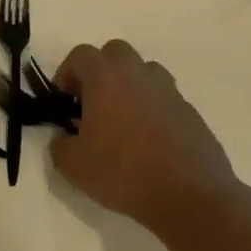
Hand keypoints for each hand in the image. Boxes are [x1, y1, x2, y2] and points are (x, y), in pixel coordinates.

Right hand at [48, 40, 237, 235]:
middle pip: (116, 53)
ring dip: (129, 86)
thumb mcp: (72, 166)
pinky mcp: (191, 113)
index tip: (63, 100)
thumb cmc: (123, 173)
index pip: (80, 55)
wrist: (190, 197)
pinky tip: (148, 142)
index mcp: (106, 78)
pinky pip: (164, 100)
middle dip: (100, 71)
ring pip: (145, 72)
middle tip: (92, 103)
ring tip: (122, 120)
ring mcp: (169, 92)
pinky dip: (152, 110)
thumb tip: (64, 137)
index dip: (66, 73)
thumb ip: (59, 145)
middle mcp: (139, 75)